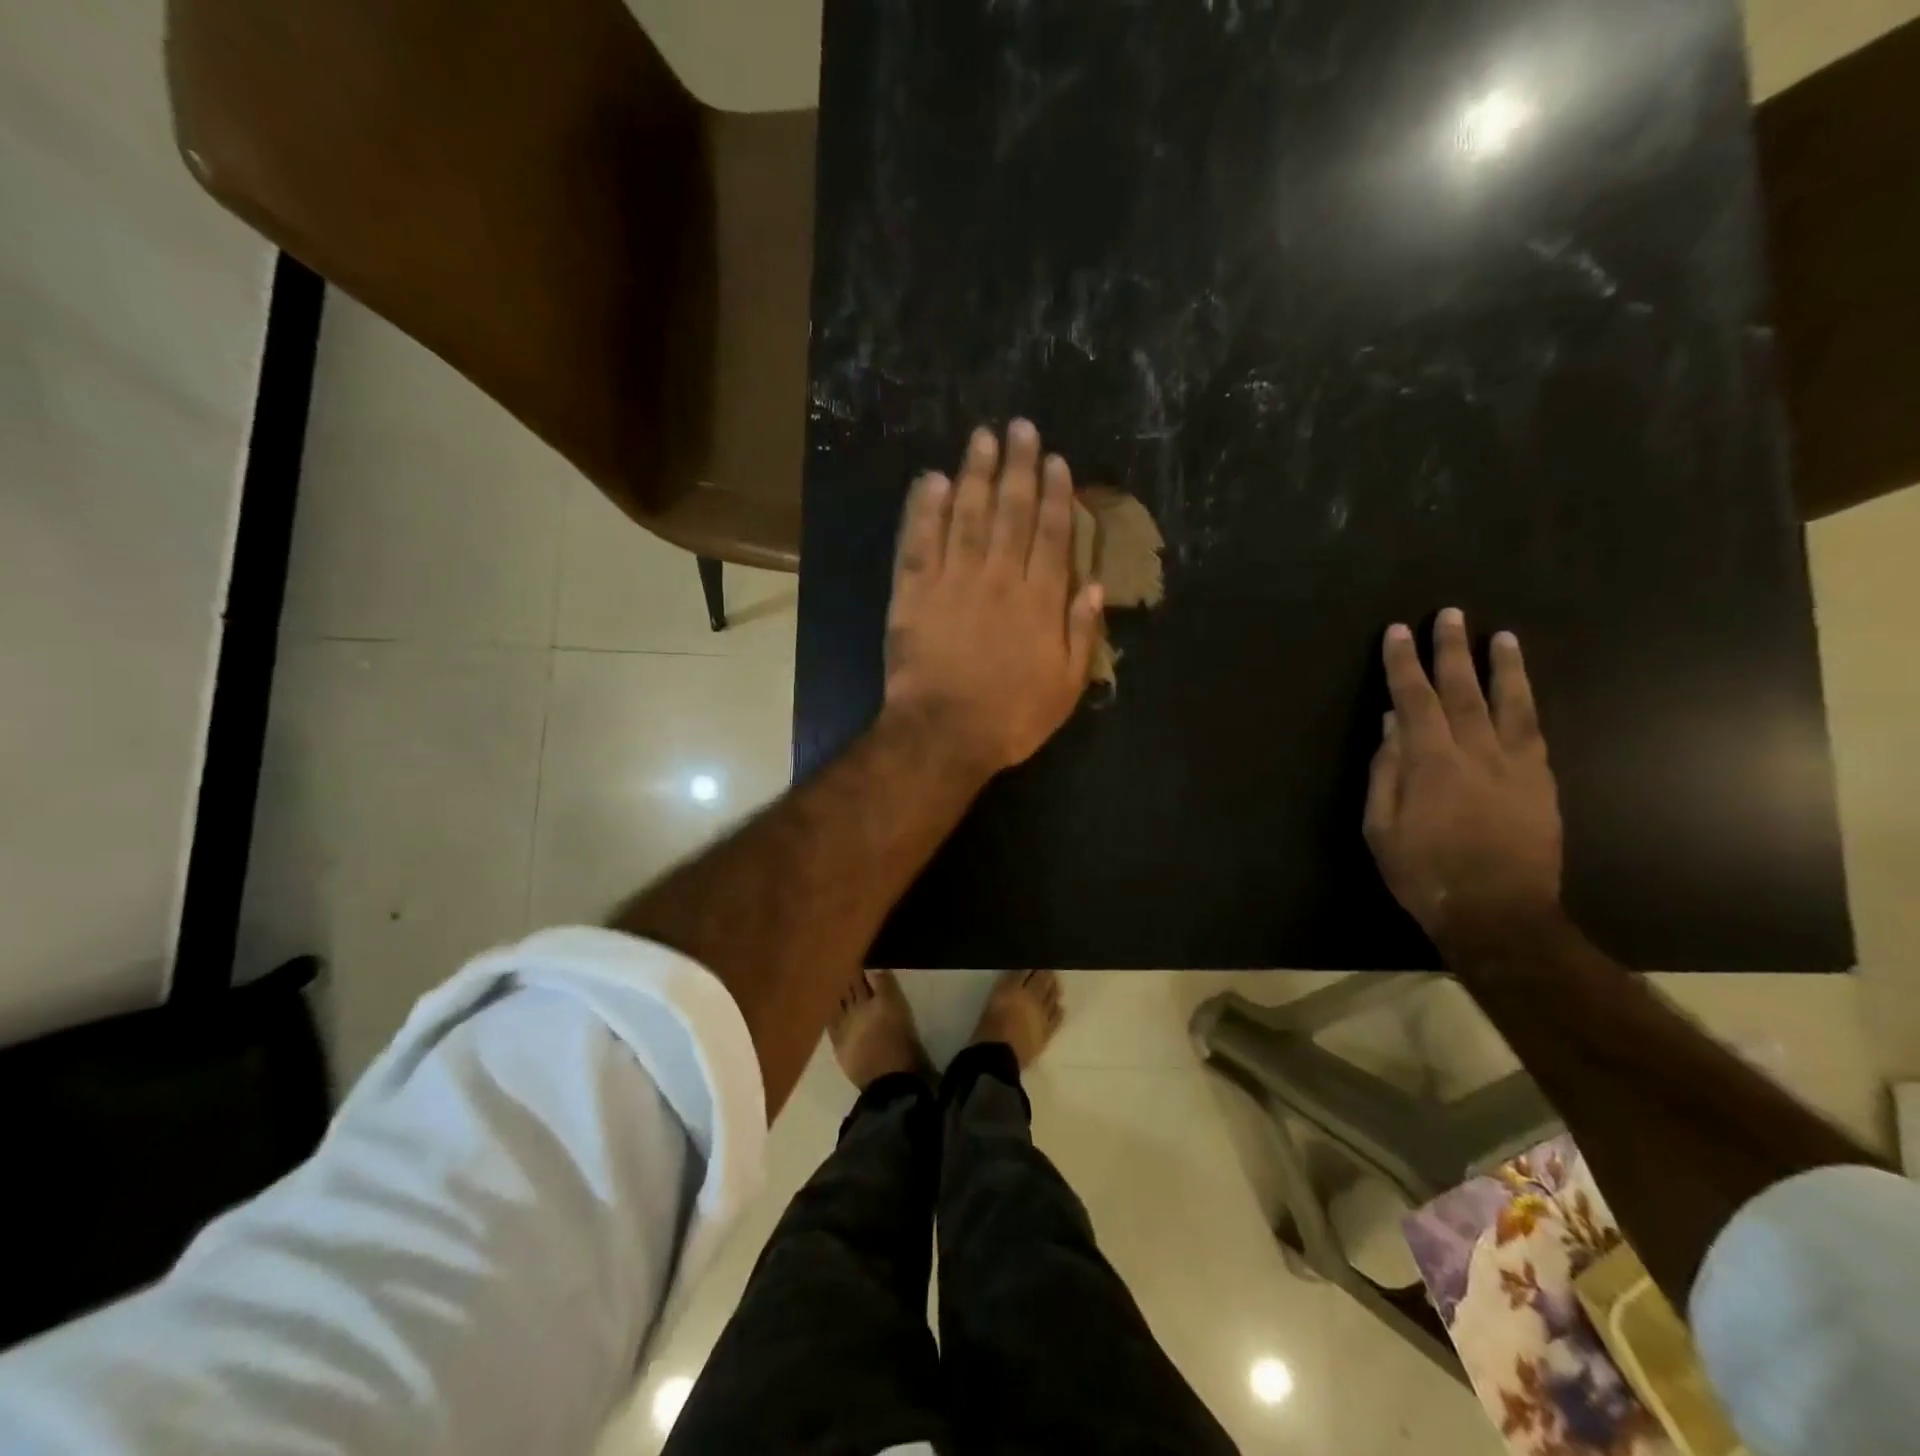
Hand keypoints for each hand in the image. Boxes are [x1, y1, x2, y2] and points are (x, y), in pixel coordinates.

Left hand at [881, 419, 1103, 777]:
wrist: (944, 734)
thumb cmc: (1011, 717)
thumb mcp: (1066, 686)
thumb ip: (1082, 632)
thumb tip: (1096, 585)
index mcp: (1040, 601)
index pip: (1051, 535)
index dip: (1055, 494)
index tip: (1056, 460)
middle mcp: (999, 578)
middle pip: (1010, 512)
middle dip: (1017, 467)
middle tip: (1018, 428)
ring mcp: (953, 582)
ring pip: (966, 516)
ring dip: (974, 474)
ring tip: (981, 438)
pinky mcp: (913, 593)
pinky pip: (919, 542)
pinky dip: (924, 509)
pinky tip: (929, 480)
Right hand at [1363, 608, 1562, 952]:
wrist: (1499, 913)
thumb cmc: (1424, 872)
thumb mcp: (1381, 827)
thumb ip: (1386, 771)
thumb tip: (1392, 724)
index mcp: (1432, 762)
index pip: (1414, 699)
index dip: (1403, 664)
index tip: (1398, 632)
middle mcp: (1478, 752)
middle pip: (1463, 690)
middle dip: (1452, 650)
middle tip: (1450, 614)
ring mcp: (1517, 766)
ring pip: (1510, 704)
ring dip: (1503, 667)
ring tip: (1501, 636)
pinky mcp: (1542, 783)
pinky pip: (1535, 732)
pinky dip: (1527, 705)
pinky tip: (1523, 692)